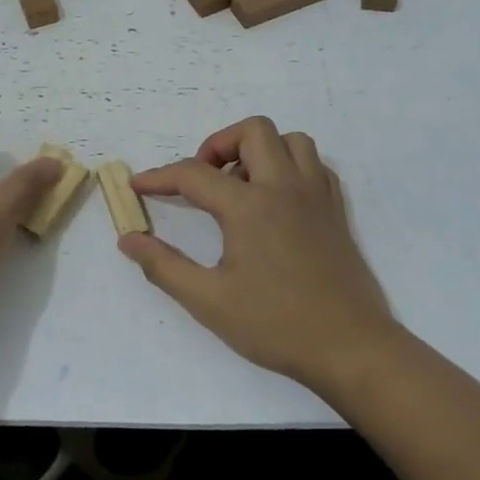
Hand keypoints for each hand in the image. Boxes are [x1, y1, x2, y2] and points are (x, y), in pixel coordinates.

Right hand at [119, 117, 399, 391]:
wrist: (351, 347)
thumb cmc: (275, 325)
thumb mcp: (208, 300)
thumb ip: (163, 265)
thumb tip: (128, 238)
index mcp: (249, 207)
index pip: (194, 174)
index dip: (159, 177)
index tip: (137, 186)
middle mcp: (285, 188)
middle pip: (252, 132)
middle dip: (217, 145)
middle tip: (202, 181)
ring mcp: (317, 196)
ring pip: (291, 140)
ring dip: (259, 150)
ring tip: (240, 186)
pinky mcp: (336, 212)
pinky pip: (315, 165)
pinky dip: (290, 167)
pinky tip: (276, 199)